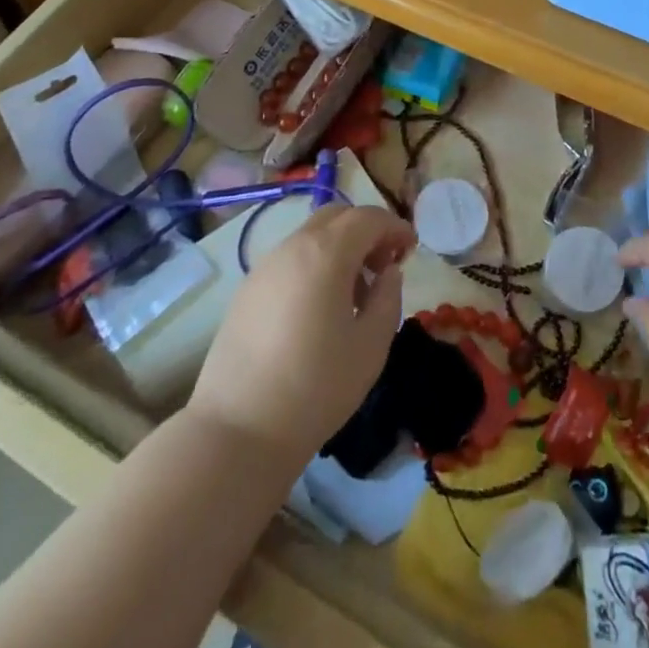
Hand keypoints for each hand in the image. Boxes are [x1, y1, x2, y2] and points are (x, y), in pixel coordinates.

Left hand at [188, 203, 415, 463]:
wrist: (238, 431)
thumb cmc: (316, 388)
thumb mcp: (371, 346)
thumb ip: (388, 298)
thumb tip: (388, 273)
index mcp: (327, 253)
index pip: (368, 218)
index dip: (394, 227)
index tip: (410, 250)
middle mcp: (293, 247)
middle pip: (337, 216)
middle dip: (366, 231)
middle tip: (383, 266)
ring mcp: (265, 267)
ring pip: (311, 236)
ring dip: (340, 249)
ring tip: (353, 294)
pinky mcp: (247, 290)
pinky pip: (290, 260)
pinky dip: (314, 265)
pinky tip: (319, 309)